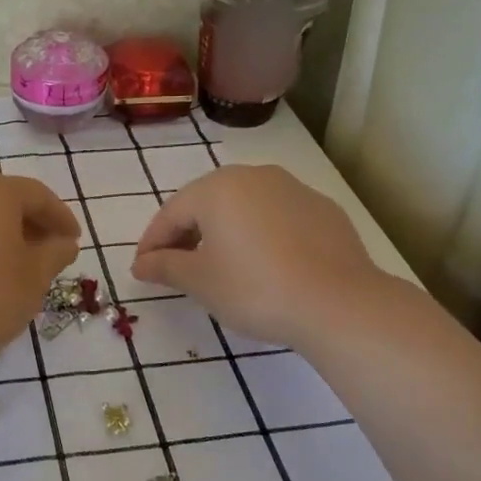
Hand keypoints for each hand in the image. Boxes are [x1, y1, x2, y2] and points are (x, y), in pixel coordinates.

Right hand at [130, 165, 386, 347]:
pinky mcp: (323, 209)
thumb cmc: (255, 288)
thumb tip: (141, 263)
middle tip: (176, 266)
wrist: (339, 303)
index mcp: (217, 188)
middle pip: (207, 203)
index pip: (171, 213)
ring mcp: (293, 189)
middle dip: (187, 233)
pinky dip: (260, 235)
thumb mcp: (199, 281)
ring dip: (224, 232)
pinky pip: (276, 218)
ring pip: (244, 207)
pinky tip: (265, 264)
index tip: (143, 269)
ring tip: (220, 265)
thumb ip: (164, 266)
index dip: (152, 242)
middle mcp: (254, 176)